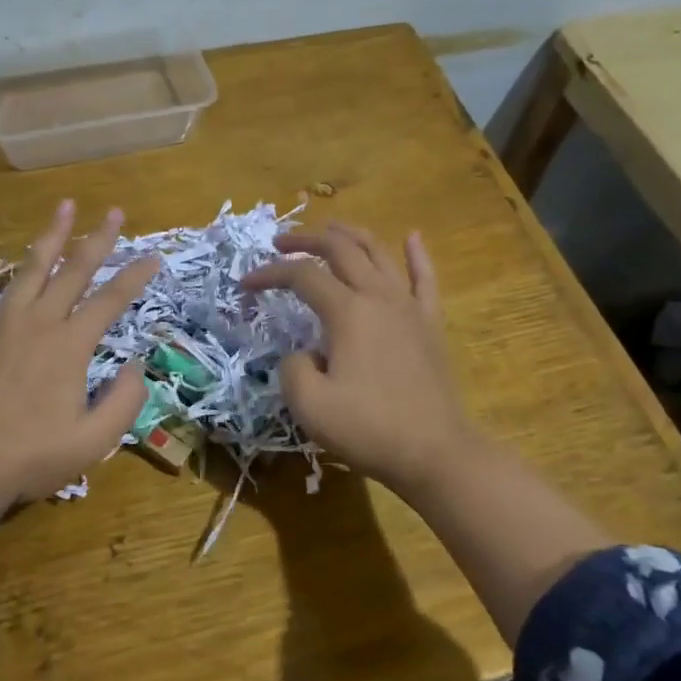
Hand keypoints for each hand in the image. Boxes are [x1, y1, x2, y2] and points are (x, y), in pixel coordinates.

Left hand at [0, 200, 155, 515]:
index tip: (154, 256)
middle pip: (74, 271)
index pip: (110, 301)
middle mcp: (39, 322)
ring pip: (29, 269)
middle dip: (98, 240)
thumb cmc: (32, 456)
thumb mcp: (95, 440)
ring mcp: (0, 324)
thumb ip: (125, 401)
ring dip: (49, 237)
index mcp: (71, 345)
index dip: (135, 277)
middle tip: (114, 212)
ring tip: (63, 207)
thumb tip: (136, 367)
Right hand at [243, 222, 476, 496]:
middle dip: (306, 240)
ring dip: (351, 235)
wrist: (435, 452)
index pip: (301, 276)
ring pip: (379, 253)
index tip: (245, 285)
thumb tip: (304, 354)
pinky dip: (416, 254)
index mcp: (347, 312)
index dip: (269, 274)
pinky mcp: (430, 324)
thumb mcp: (309, 405)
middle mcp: (378, 297)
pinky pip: (425, 278)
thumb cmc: (369, 428)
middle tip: (280, 243)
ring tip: (331, 228)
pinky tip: (412, 236)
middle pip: (340, 249)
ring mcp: (409, 307)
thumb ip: (292, 368)